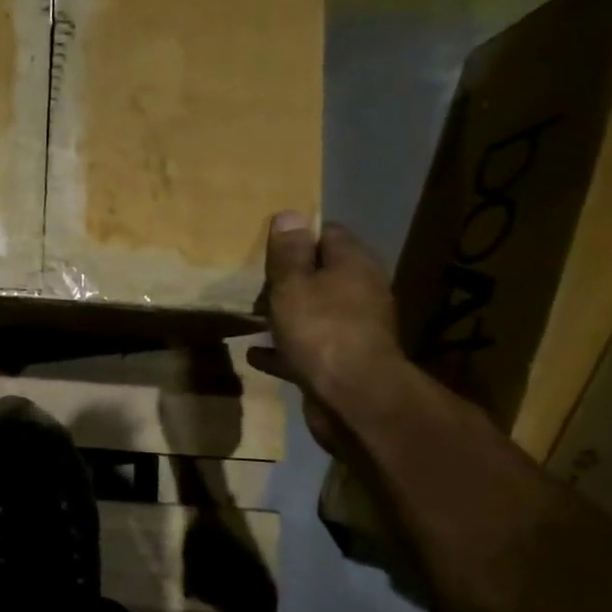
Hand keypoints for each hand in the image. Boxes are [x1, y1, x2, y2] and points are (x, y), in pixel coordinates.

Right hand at [246, 213, 402, 454]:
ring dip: (285, 314)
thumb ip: (288, 252)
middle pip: (322, 274)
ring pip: (314, 312)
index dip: (298, 234)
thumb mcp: (293, 284)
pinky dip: (283, 348)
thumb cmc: (320, 330)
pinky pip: (306, 348)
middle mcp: (360, 292)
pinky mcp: (341, 362)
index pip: (328, 233)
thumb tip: (291, 214)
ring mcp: (353, 330)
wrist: (353, 398)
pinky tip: (255, 352)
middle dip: (290, 276)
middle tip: (253, 280)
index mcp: (353, 265)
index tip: (267, 242)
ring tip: (251, 315)